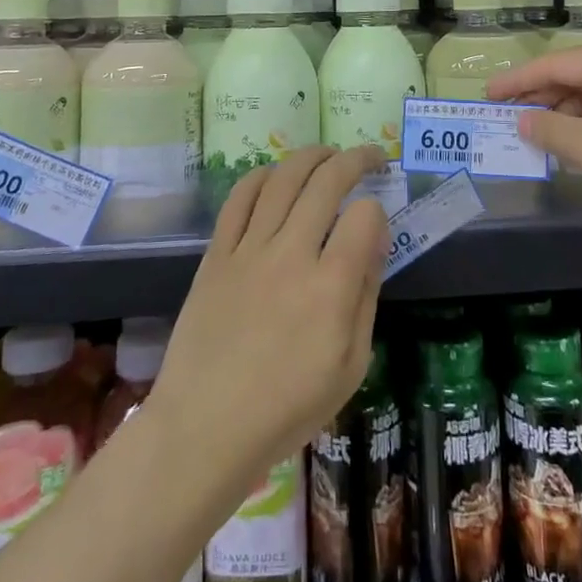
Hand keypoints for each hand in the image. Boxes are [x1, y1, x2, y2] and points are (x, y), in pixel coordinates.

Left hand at [150, 146, 388, 488]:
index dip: (377, 211)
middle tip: (371, 157)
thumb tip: (376, 239)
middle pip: (327, 182)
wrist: (204, 427)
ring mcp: (249, 249)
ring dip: (312, 155)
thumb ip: (367, 296)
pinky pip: (240, 197)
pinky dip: (263, 175)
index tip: (376, 223)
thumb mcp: (351, 367)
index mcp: (330, 289)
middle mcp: (291, 255)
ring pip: (284, 178)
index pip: (364, 217)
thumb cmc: (286, 408)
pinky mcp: (217, 252)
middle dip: (356, 160)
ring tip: (328, 154)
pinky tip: (277, 174)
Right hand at [486, 39, 581, 236]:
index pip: (553, 64)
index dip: (516, 81)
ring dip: (566, 116)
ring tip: (537, 138)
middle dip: (540, 99)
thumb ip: (553, 131)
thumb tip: (522, 121)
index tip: (485, 95)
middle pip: (574, 77)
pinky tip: (578, 147)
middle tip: (506, 120)